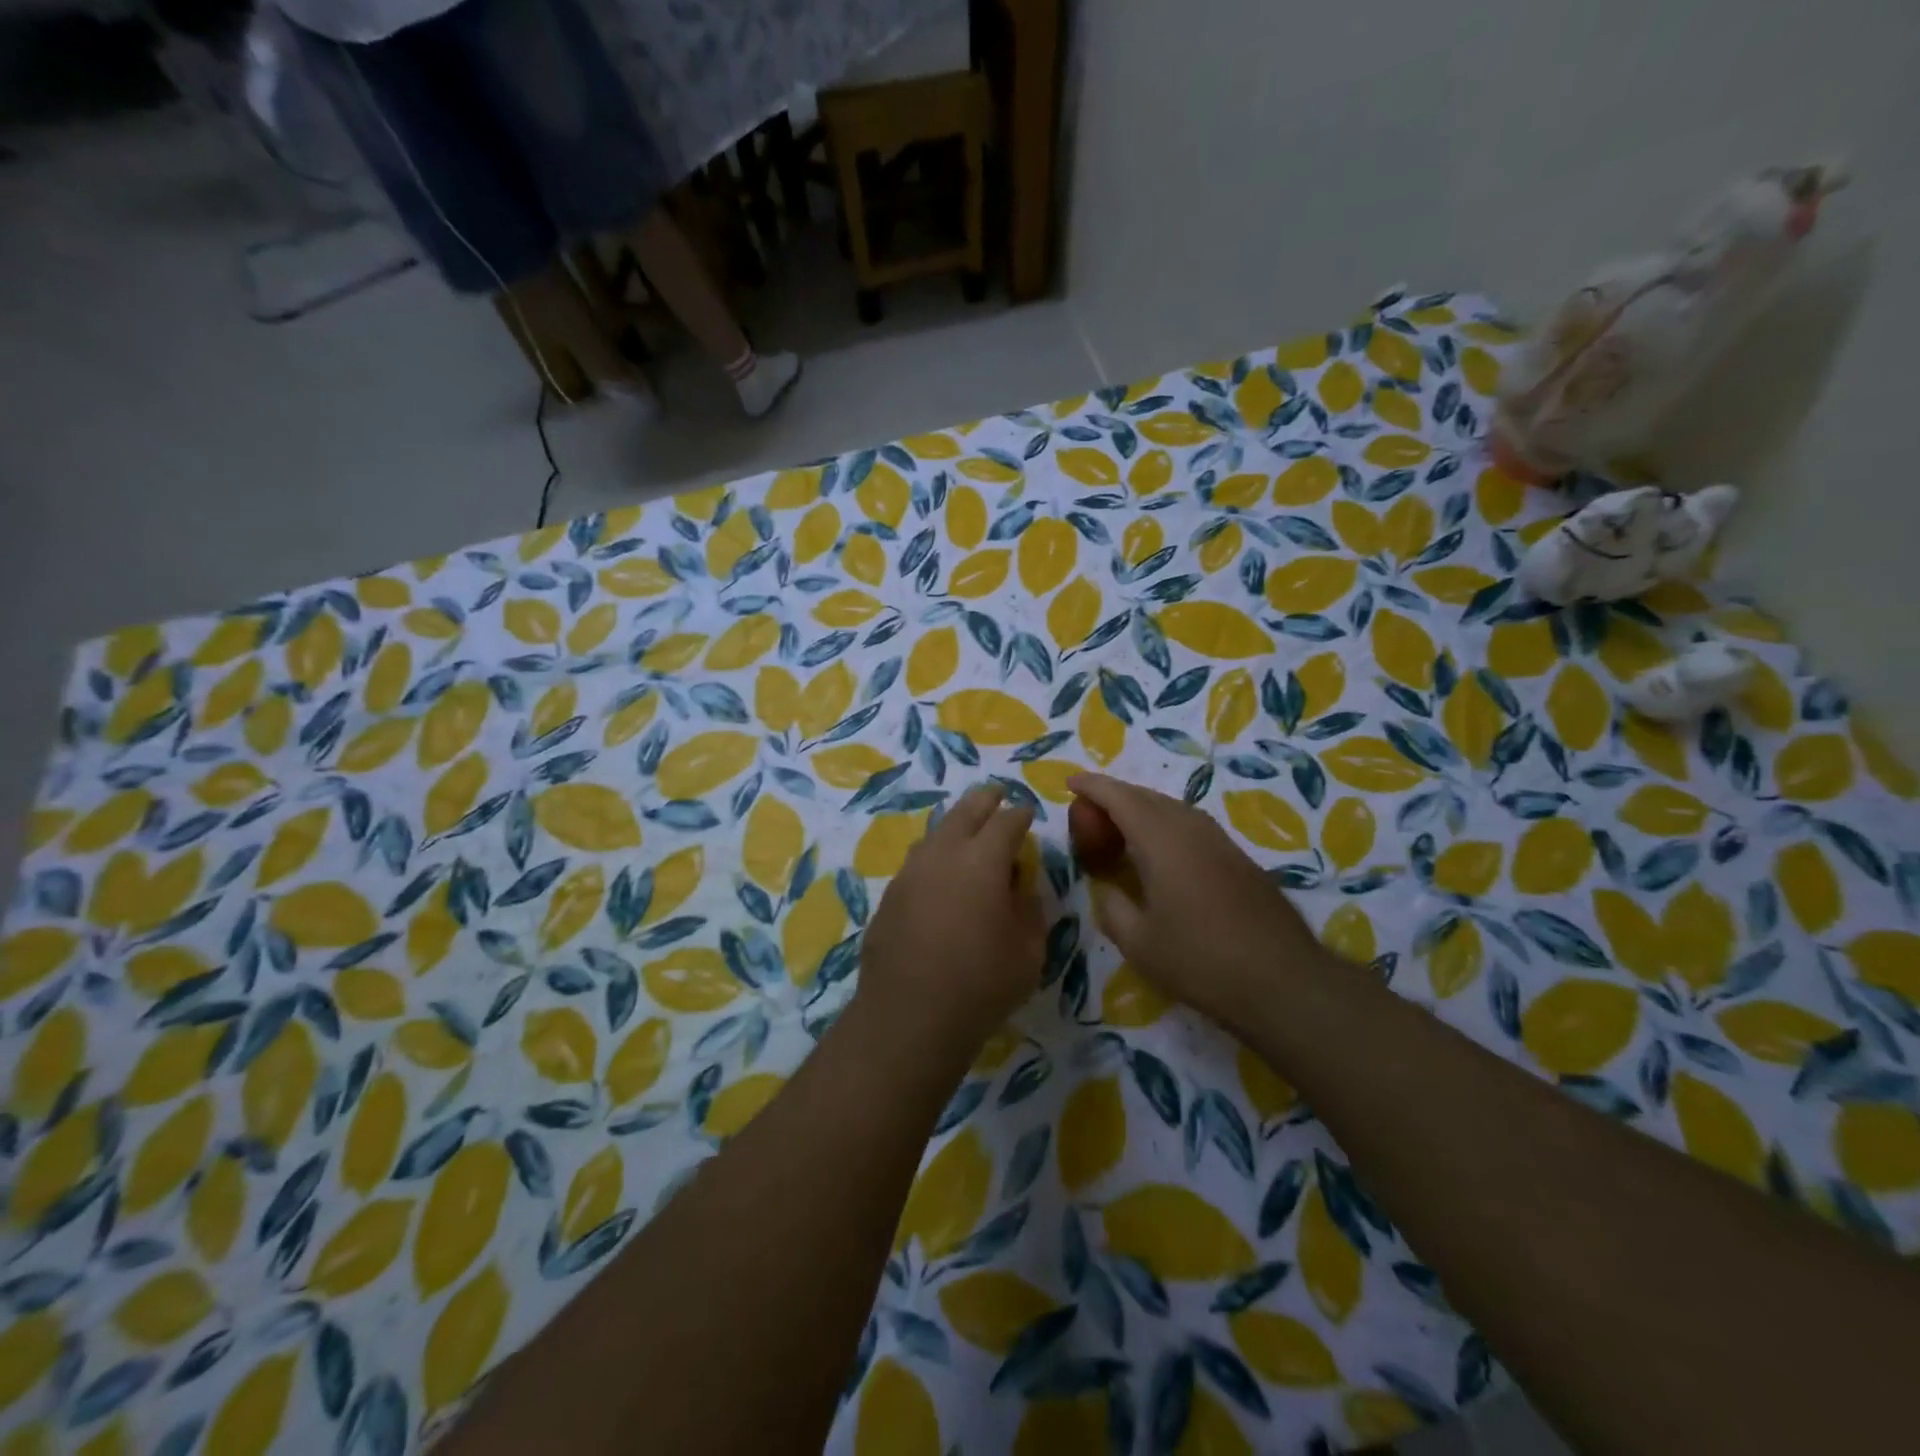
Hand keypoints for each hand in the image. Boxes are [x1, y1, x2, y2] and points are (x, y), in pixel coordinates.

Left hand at [852, 784, 1045, 1071]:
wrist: (909, 1018)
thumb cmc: (982, 986)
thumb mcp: (1028, 952)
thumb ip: (1029, 910)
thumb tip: (1020, 887)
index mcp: (983, 860)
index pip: (1006, 822)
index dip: (1020, 814)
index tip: (1028, 813)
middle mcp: (943, 855)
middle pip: (965, 811)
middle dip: (985, 800)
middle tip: (996, 795)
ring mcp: (910, 873)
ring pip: (935, 833)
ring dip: (955, 825)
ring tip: (967, 830)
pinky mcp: (890, 896)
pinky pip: (917, 862)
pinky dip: (934, 856)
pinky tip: (940, 875)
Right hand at [1066, 772, 1336, 1034]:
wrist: (1283, 980)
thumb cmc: (1200, 961)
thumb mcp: (1138, 943)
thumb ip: (1112, 908)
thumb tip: (1106, 889)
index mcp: (1162, 840)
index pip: (1120, 798)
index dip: (1093, 787)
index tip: (1070, 782)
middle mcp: (1191, 828)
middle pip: (1147, 797)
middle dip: (1115, 796)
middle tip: (1088, 811)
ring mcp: (1220, 841)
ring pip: (1172, 809)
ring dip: (1141, 809)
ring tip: (1119, 827)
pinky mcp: (1238, 858)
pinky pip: (1191, 825)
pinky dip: (1164, 825)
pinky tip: (1160, 851)